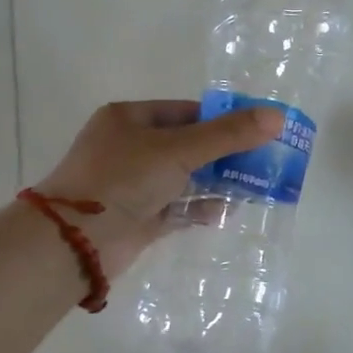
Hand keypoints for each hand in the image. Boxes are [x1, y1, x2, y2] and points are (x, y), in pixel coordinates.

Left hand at [33, 100, 282, 278]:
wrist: (76, 240)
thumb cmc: (123, 178)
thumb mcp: (178, 149)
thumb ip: (227, 135)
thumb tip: (277, 117)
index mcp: (129, 119)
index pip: (185, 112)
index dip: (221, 120)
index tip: (257, 131)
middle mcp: (130, 148)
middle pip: (188, 146)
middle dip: (224, 154)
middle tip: (263, 161)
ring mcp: (133, 185)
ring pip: (184, 179)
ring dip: (216, 183)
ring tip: (254, 186)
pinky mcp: (139, 218)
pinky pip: (177, 208)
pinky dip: (200, 208)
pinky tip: (228, 211)